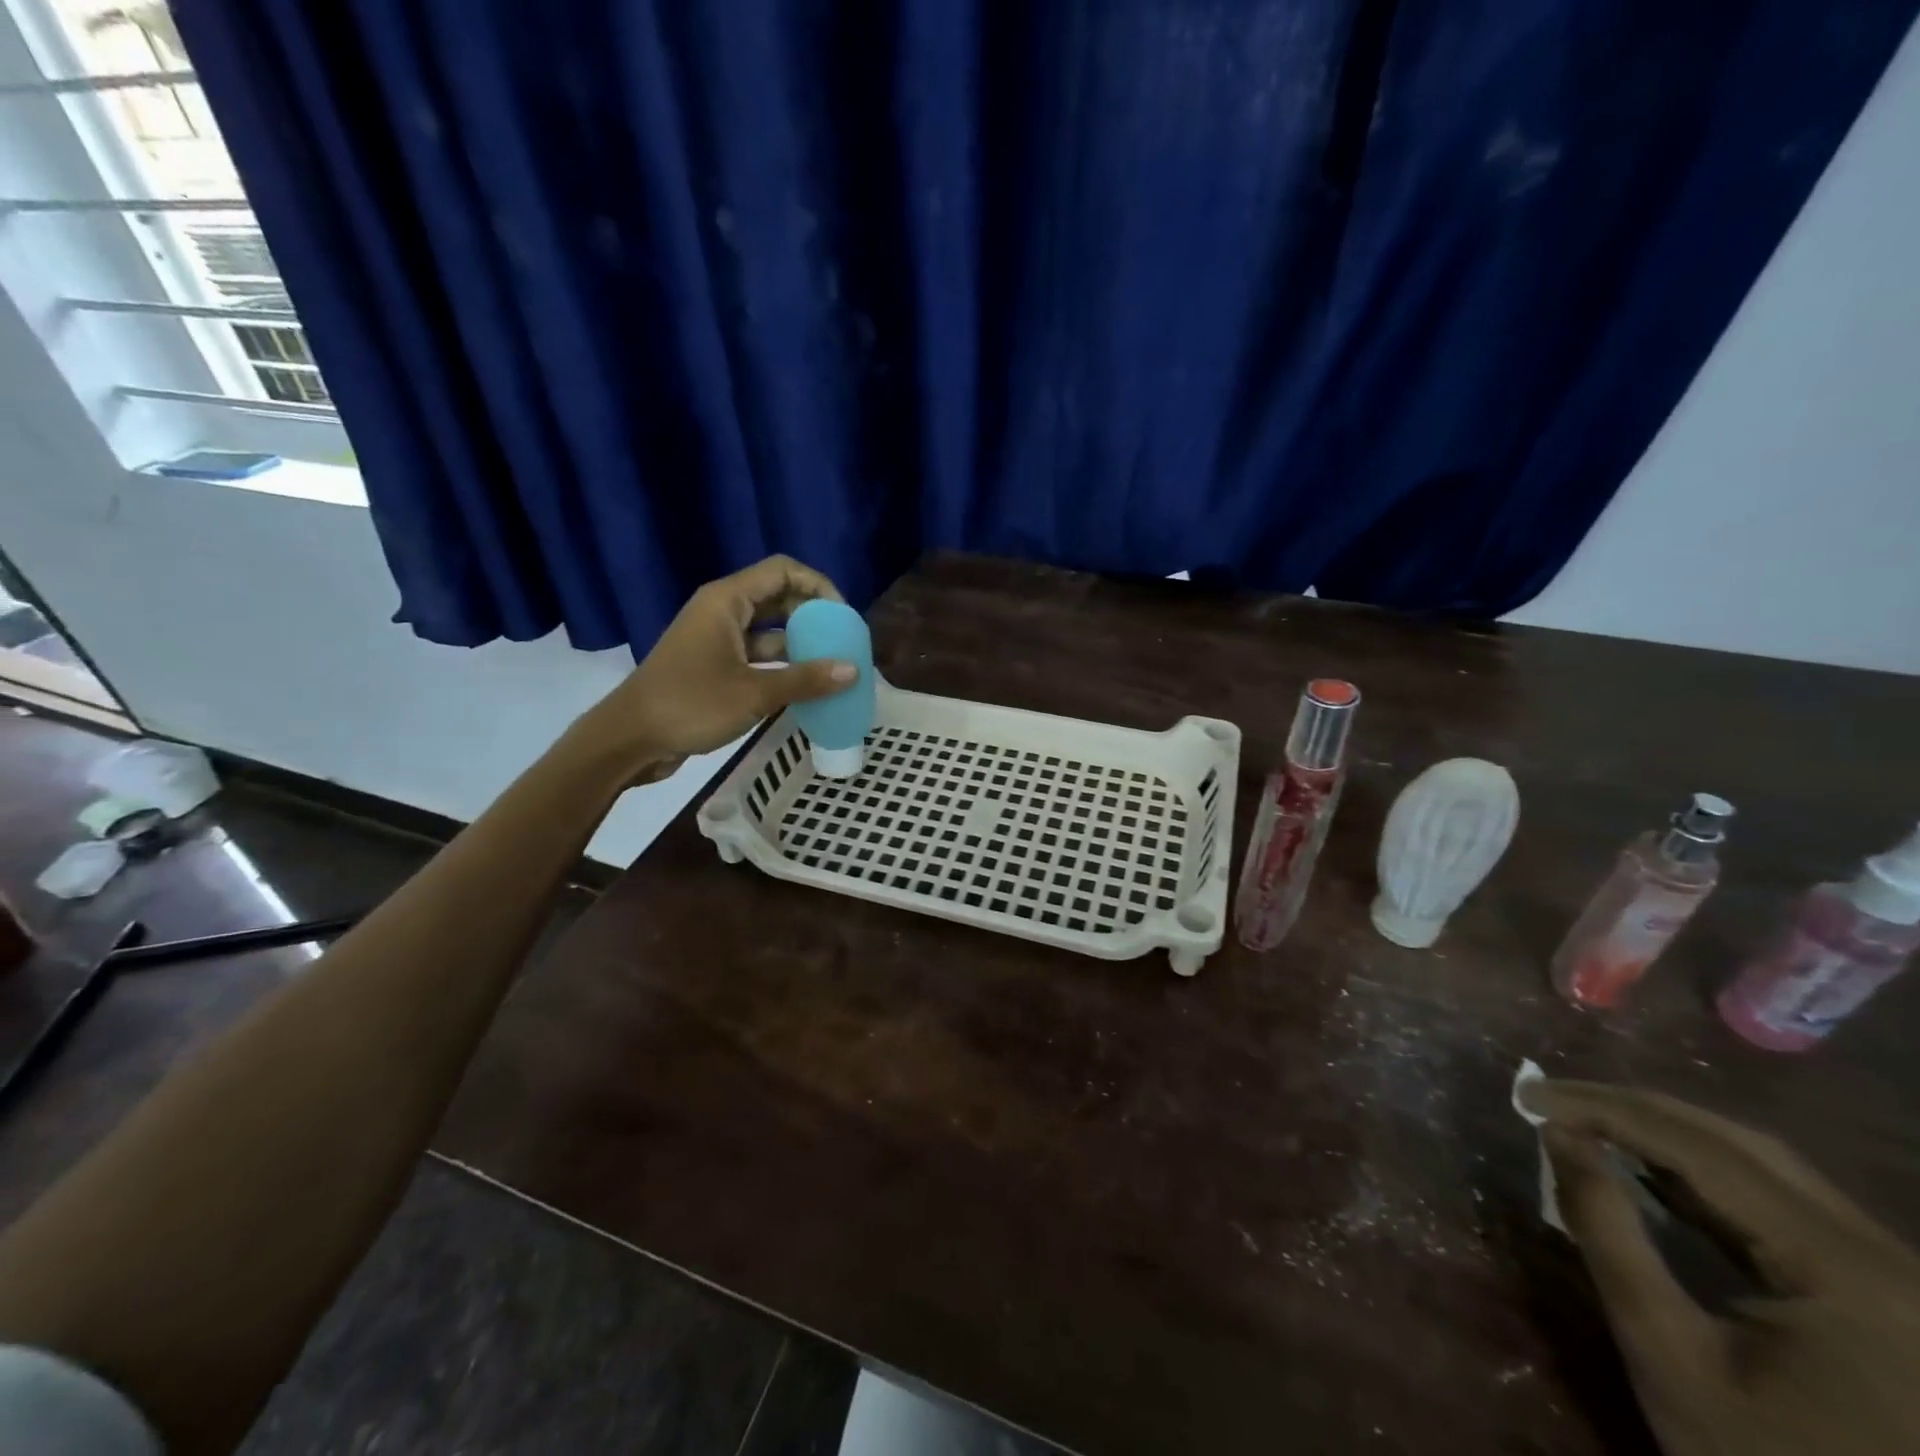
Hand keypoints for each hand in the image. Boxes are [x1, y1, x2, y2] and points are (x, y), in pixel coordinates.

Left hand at [568, 555, 855, 779]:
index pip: (783, 571)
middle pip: (778, 597)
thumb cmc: (690, 705)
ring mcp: (717, 640)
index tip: (843, 616)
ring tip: (833, 666)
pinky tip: (807, 687)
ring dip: (800, 644)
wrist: (630, 739)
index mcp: (727, 601)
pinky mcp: (715, 666)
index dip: (818, 585)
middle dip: (813, 616)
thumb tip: (853, 671)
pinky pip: (758, 655)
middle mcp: (722, 612)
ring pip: (769, 630)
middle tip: (843, 642)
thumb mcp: (754, 693)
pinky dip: (782, 666)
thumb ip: (806, 680)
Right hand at [1526, 1079, 1919, 1455]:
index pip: (1702, 1151)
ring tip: (1585, 1119)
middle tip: (1550, 1097)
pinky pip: (1781, 1203)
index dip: (1606, 1110)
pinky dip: (1702, 1172)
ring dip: (1665, 1134)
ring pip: (1763, 1167)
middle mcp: (1888, 1258)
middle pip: (1740, 1146)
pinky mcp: (1883, 1292)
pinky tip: (1648, 1166)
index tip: (1528, 1094)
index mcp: (1847, 1272)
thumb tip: (1557, 1134)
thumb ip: (1607, 1232)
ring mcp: (1894, 1276)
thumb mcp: (1667, 1352)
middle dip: (1634, 1110)